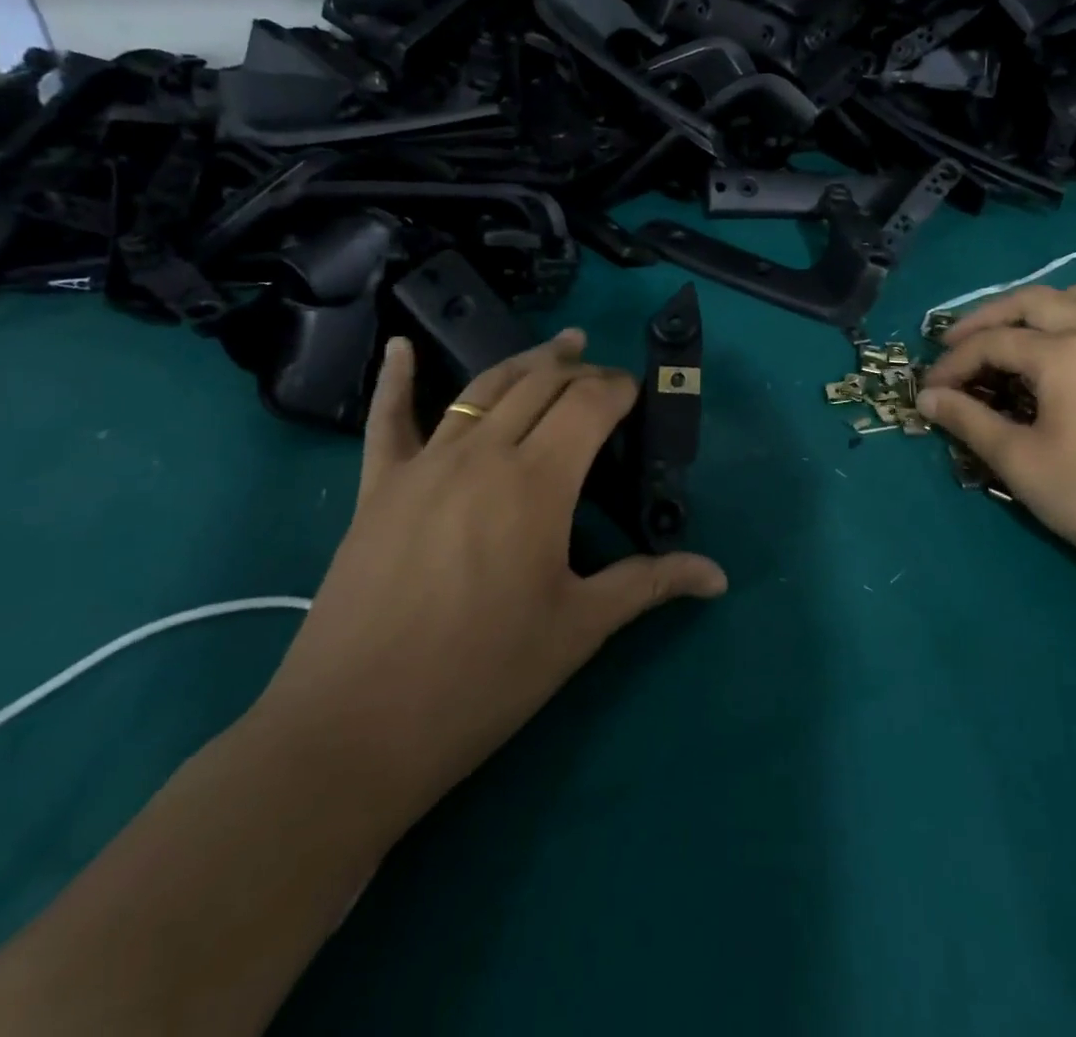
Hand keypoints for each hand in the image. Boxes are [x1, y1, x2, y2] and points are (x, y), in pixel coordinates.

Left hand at [253, 330, 727, 835]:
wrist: (357, 729)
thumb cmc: (483, 678)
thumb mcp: (579, 629)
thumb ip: (649, 584)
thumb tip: (717, 575)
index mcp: (538, 482)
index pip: (589, 405)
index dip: (619, 388)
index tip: (637, 393)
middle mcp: (483, 454)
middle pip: (541, 384)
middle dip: (581, 370)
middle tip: (604, 375)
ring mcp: (425, 465)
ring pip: (483, 388)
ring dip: (526, 361)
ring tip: (558, 346)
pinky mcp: (379, 487)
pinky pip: (387, 419)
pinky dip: (396, 378)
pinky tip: (402, 347)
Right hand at [918, 286, 1075, 596]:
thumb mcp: (1018, 460)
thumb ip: (967, 420)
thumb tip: (926, 397)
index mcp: (1064, 353)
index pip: (992, 342)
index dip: (952, 364)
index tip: (927, 390)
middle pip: (1030, 301)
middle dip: (985, 319)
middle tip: (954, 347)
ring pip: (1073, 298)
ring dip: (1031, 310)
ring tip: (1005, 340)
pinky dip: (1067, 320)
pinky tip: (1055, 356)